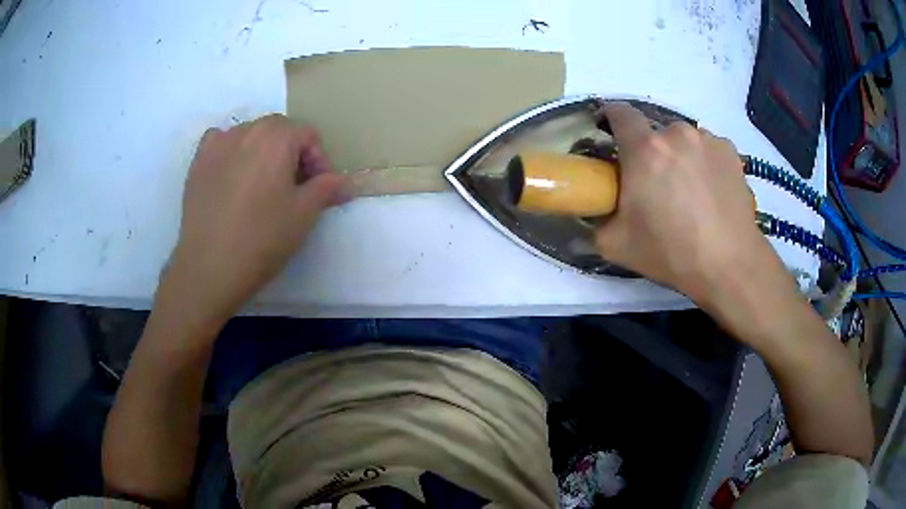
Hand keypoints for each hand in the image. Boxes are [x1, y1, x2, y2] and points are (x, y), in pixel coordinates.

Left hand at [161, 114, 349, 332]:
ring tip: (261, 185)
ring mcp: (218, 143)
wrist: (209, 266)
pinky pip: (221, 142)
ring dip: (262, 152)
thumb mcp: (304, 215)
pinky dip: (232, 151)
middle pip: (279, 130)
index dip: (319, 160)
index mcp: (277, 138)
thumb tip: (347, 182)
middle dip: (291, 153)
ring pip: (250, 135)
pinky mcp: (198, 161)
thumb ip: (328, 189)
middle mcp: (247, 130)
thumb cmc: (262, 238)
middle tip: (292, 187)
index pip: (308, 134)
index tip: (317, 189)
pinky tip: (232, 175)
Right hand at [594, 102, 768, 303]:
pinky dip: (705, 163)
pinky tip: (712, 193)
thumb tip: (599, 208)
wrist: (730, 265)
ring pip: (684, 140)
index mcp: (645, 149)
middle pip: (655, 132)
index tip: (611, 134)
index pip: (619, 112)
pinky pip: (708, 149)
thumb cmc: (672, 253)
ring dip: (680, 157)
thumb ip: (598, 218)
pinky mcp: (731, 152)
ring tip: (691, 193)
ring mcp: (708, 140)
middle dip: (651, 152)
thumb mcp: (616, 245)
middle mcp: (677, 133)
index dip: (611, 119)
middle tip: (657, 185)